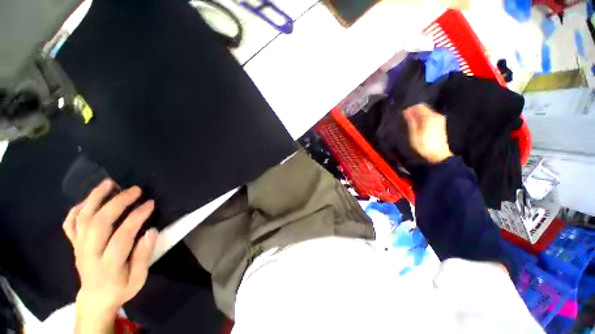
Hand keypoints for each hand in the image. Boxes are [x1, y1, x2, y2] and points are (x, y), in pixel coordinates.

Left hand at [63, 179, 156, 333]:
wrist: (95, 298)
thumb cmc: (120, 288)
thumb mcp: (138, 279)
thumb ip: (143, 256)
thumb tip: (151, 231)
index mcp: (108, 265)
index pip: (122, 236)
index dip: (136, 217)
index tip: (150, 203)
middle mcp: (89, 253)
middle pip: (99, 223)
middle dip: (117, 202)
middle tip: (135, 190)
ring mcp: (78, 247)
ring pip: (82, 219)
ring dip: (95, 198)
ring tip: (109, 183)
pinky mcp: (74, 244)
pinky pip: (70, 223)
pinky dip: (77, 209)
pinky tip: (89, 199)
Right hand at [403, 104, 452, 163]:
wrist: (438, 155)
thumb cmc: (424, 145)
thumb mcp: (414, 134)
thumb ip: (411, 121)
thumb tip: (407, 111)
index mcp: (429, 117)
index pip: (419, 106)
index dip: (410, 109)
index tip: (403, 115)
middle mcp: (436, 116)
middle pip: (424, 109)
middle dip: (414, 113)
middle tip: (407, 121)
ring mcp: (440, 120)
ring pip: (427, 113)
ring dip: (419, 117)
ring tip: (412, 125)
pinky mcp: (441, 124)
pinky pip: (430, 118)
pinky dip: (423, 120)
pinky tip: (419, 128)